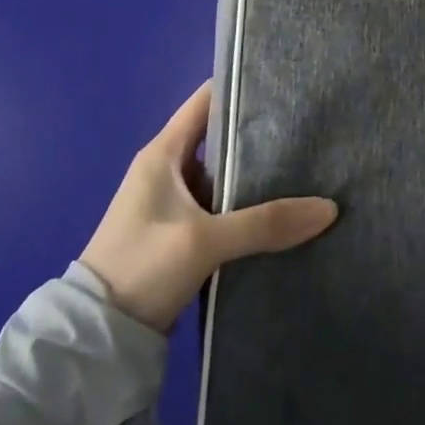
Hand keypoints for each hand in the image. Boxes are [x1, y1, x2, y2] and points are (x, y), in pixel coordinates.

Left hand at [79, 82, 338, 332]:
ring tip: (305, 166)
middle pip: (220, 138)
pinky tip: (279, 212)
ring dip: (254, 175)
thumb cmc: (141, 267)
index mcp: (163, 153)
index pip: (206, 101)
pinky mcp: (179, 236)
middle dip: (259, 134)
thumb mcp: (204, 241)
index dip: (241, 87)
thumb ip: (265, 223)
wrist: (95, 342)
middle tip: (306, 128)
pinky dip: (246, 207)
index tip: (282, 82)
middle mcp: (167, 170)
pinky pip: (220, 208)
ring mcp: (172, 205)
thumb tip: (329, 208)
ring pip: (223, 176)